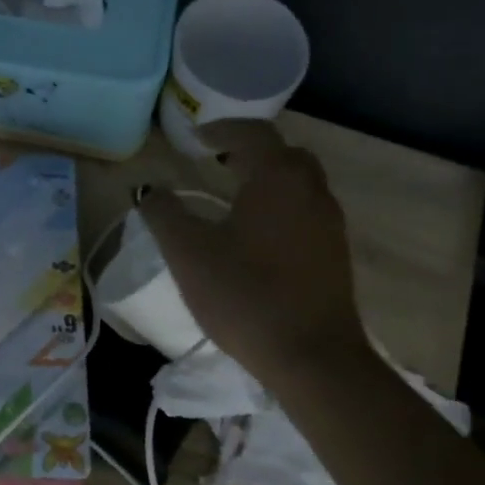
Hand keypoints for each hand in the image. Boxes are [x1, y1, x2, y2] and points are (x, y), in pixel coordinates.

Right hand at [137, 120, 367, 385]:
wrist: (311, 355)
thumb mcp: (189, 254)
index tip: (195, 138)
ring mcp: (329, 222)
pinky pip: (306, 212)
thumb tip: (149, 190)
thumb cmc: (244, 296)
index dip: (221, 129)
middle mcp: (312, 190)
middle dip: (249, 152)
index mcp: (278, 178)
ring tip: (234, 197)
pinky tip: (259, 236)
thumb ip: (164, 215)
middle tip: (217, 163)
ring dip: (267, 180)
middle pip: (283, 154)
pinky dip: (281, 207)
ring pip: (299, 184)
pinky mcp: (335, 253)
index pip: (252, 133)